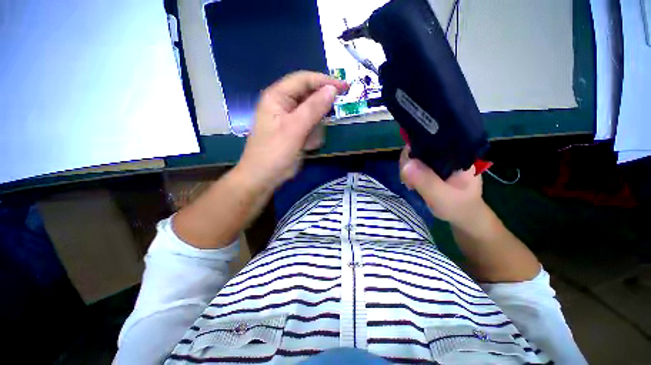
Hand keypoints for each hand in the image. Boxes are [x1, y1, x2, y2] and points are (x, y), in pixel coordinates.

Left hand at [236, 71, 347, 190]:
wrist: (263, 178)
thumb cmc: (275, 153)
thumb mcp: (295, 129)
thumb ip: (313, 108)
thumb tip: (332, 89)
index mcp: (277, 96)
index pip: (304, 79)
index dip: (325, 81)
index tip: (345, 87)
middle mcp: (282, 103)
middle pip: (308, 96)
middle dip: (320, 109)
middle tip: (331, 119)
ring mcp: (287, 118)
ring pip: (311, 114)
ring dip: (315, 127)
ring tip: (309, 142)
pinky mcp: (292, 131)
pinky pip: (308, 127)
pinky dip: (311, 136)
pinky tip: (307, 146)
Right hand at [399, 146, 484, 226]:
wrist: (465, 217)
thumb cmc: (459, 207)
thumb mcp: (442, 196)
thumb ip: (425, 181)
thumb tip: (406, 164)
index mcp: (458, 153)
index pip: (432, 139)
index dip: (414, 148)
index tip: (406, 166)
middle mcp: (449, 152)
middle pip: (420, 146)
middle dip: (408, 161)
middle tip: (408, 181)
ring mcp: (441, 160)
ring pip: (416, 155)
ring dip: (407, 168)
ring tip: (410, 184)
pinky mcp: (434, 167)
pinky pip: (416, 164)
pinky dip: (409, 172)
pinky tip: (411, 182)